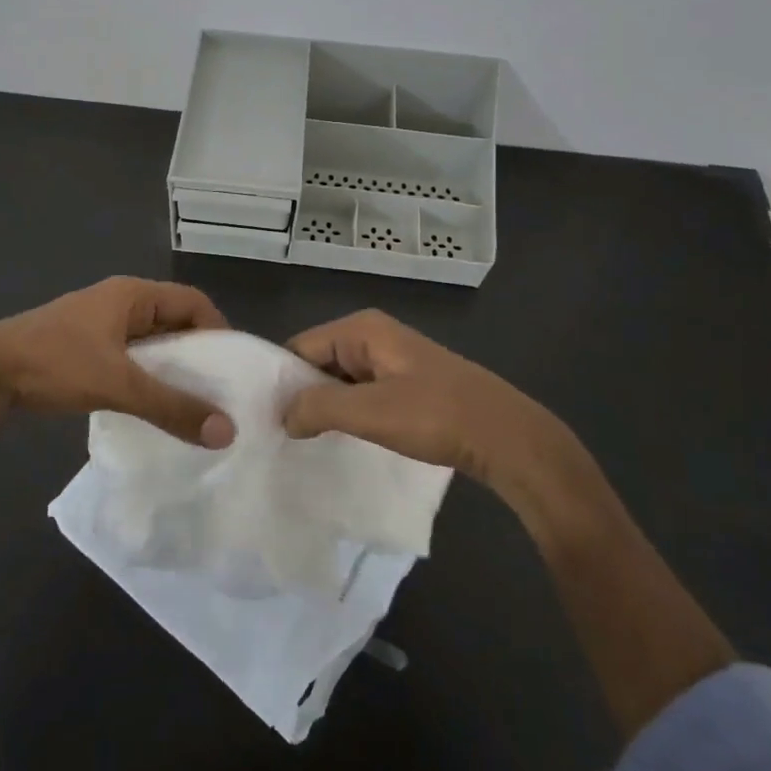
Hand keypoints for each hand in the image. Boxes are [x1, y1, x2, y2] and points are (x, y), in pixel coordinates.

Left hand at [0, 277, 235, 446]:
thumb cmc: (56, 363)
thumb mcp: (118, 384)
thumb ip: (171, 407)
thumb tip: (226, 432)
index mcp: (132, 294)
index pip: (193, 301)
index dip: (218, 330)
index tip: (234, 369)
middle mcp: (120, 302)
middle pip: (174, 320)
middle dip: (198, 353)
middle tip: (220, 391)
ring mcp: (100, 324)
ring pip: (151, 342)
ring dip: (172, 368)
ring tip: (193, 403)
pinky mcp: (85, 347)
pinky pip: (131, 357)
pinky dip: (147, 376)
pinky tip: (153, 405)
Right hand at [283, 309, 579, 491]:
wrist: (506, 437)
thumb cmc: (435, 416)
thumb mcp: (370, 412)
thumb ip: (318, 407)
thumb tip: (283, 415)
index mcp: (361, 329)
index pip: (300, 347)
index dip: (281, 381)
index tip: (264, 418)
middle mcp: (372, 335)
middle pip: (318, 361)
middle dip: (302, 395)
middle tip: (280, 434)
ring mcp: (391, 359)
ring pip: (339, 380)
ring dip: (326, 407)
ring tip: (305, 441)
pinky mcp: (406, 382)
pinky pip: (361, 392)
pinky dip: (349, 413)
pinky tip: (342, 439)